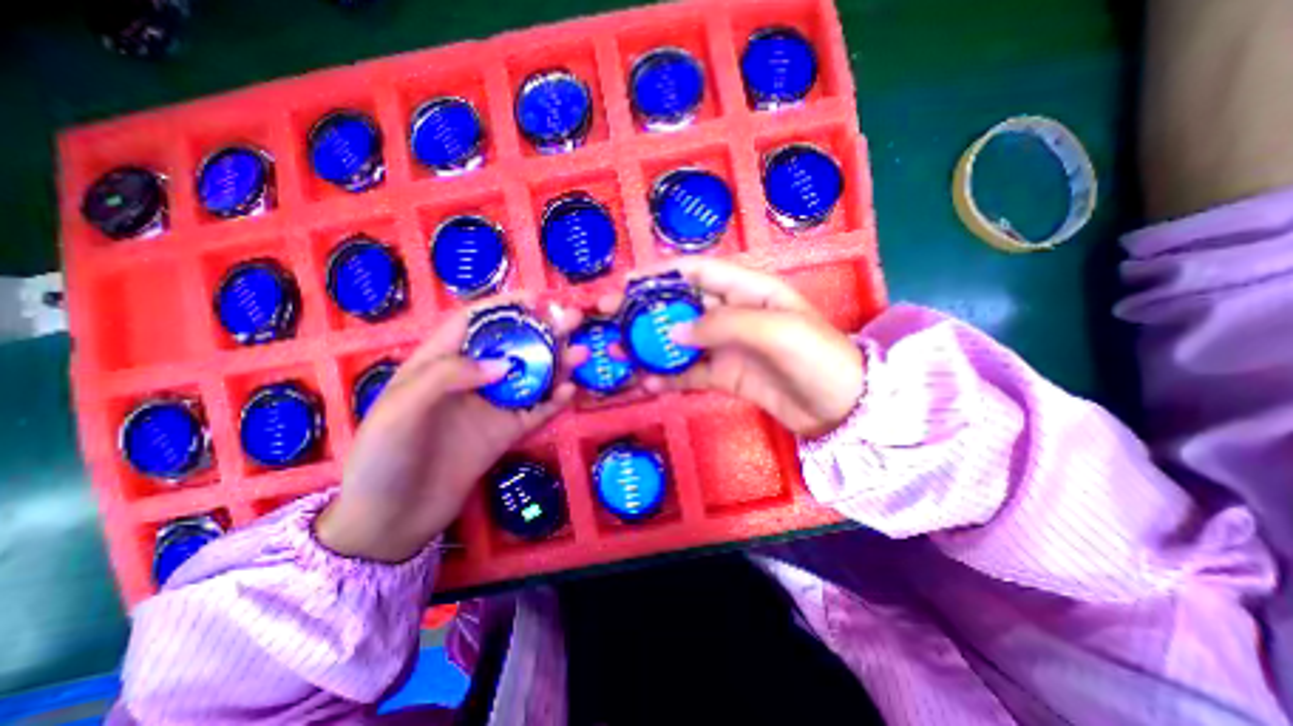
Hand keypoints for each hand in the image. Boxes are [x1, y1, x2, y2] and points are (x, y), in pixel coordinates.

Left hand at [316, 298, 587, 562]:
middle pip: (511, 346)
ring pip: (530, 376)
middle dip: (542, 331)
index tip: (535, 298)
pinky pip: (536, 411)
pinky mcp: (505, 432)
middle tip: (573, 320)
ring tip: (582, 352)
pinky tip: (570, 391)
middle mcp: (470, 379)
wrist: (392, 520)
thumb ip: (449, 376)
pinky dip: (555, 400)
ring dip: (557, 363)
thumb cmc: (384, 458)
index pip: (474, 323)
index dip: (503, 306)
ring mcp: (491, 406)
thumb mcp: (401, 409)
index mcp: (438, 363)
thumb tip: (505, 363)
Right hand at [606, 260, 867, 441]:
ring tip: (619, 355)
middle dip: (644, 311)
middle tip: (609, 320)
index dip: (660, 274)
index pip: (696, 272)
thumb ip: (722, 324)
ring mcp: (726, 346)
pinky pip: (689, 373)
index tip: (626, 284)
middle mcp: (732, 313)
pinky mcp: (724, 375)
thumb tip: (673, 329)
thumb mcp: (774, 330)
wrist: (841, 407)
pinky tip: (646, 383)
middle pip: (679, 305)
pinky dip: (667, 377)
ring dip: (649, 347)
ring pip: (679, 341)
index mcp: (747, 290)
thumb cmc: (816, 356)